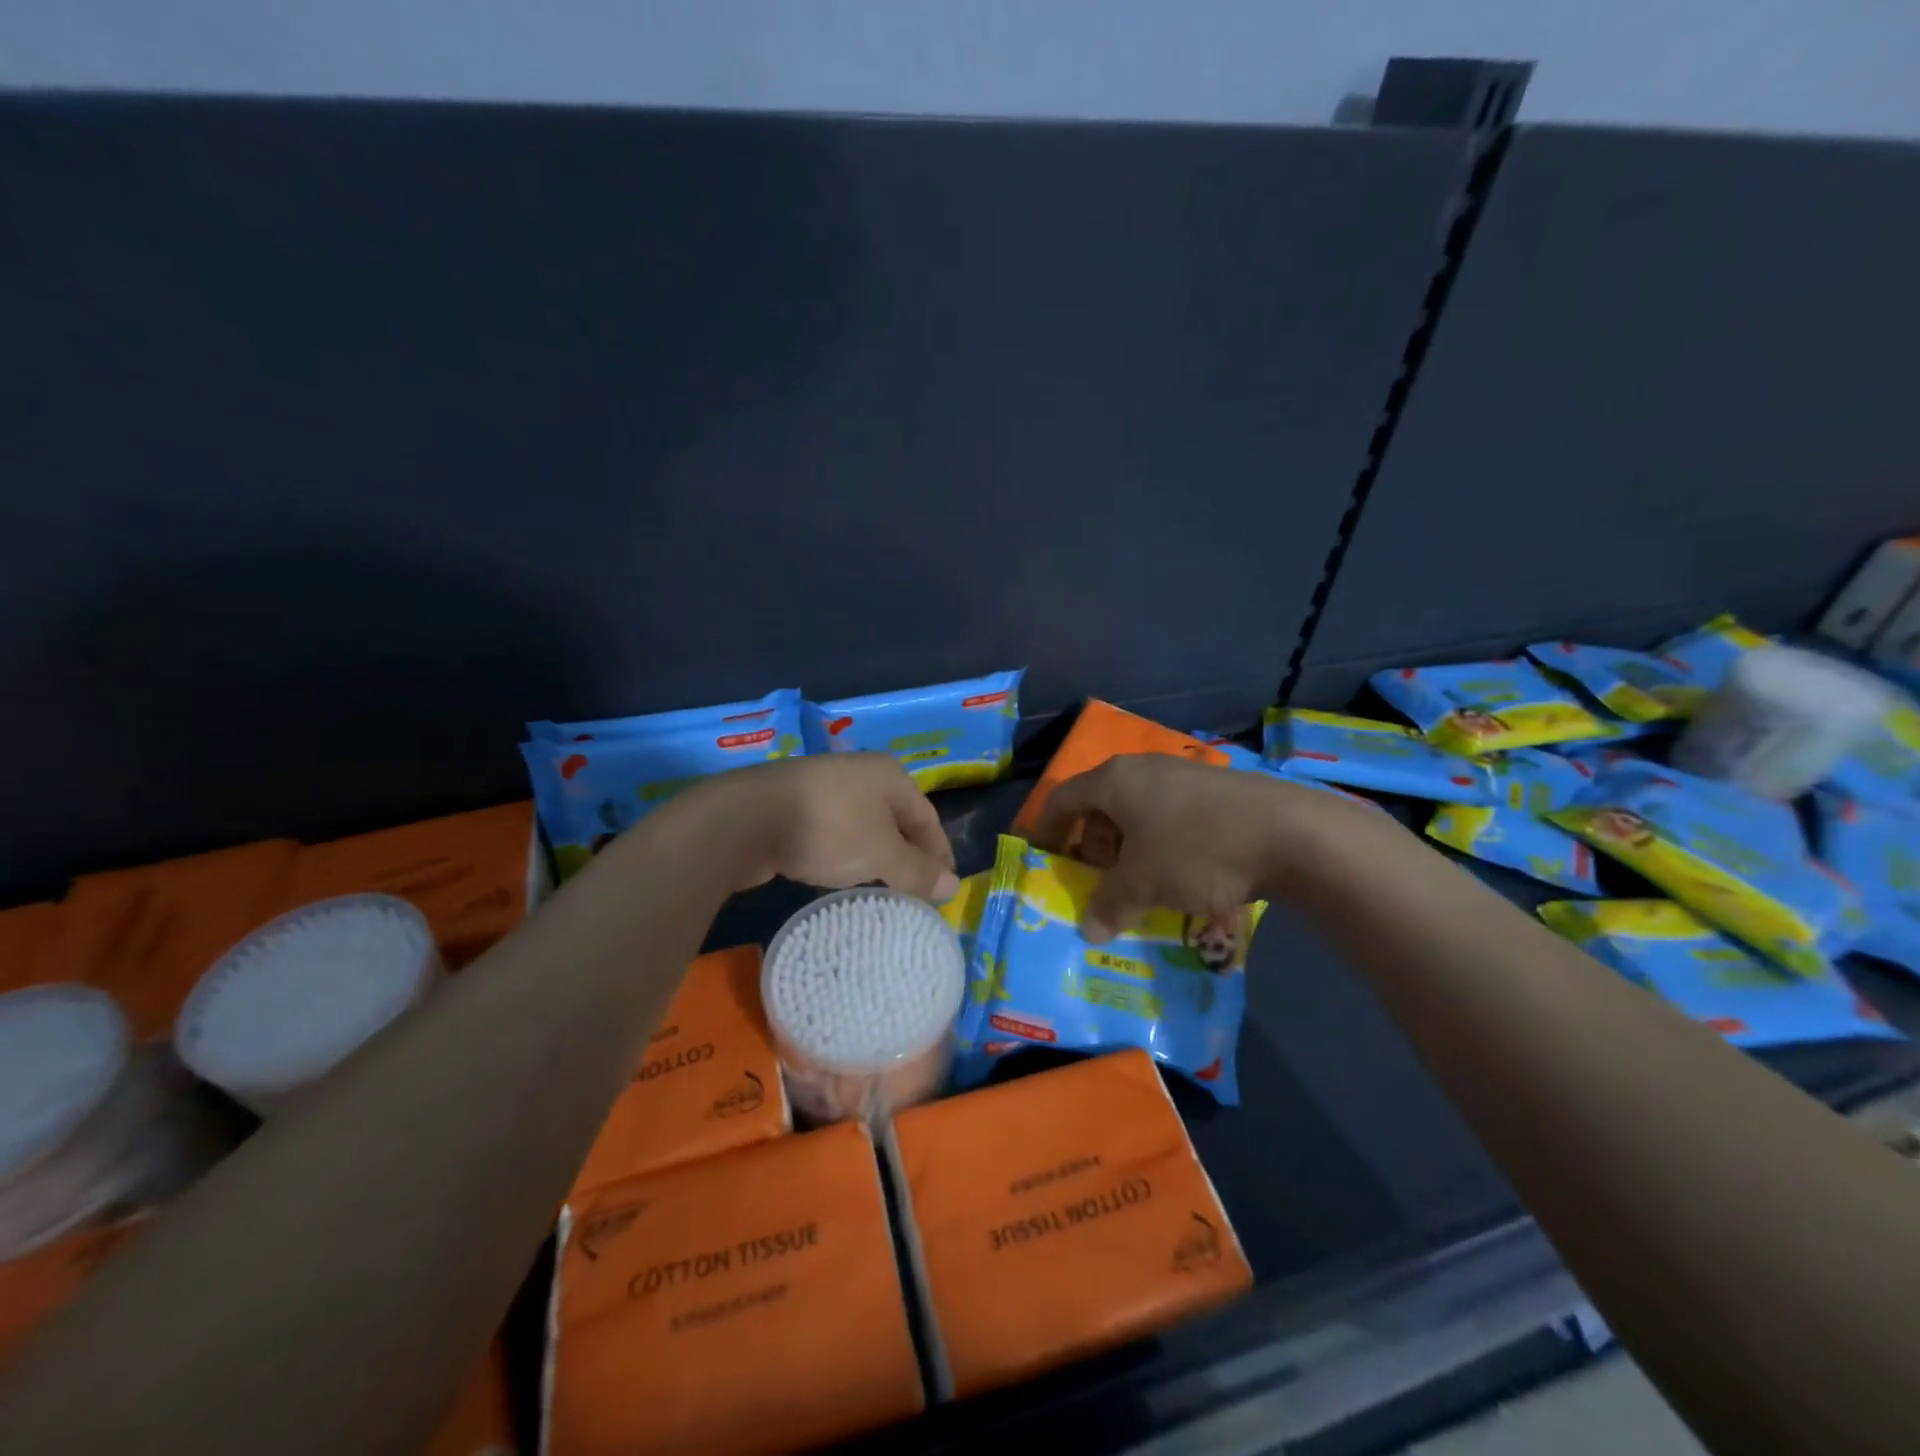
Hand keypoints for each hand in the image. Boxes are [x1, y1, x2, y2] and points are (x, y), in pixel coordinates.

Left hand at [681, 753, 959, 900]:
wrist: (748, 817)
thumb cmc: (830, 829)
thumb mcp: (881, 854)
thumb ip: (917, 871)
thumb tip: (954, 886)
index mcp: (891, 775)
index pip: (928, 819)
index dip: (940, 855)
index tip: (946, 890)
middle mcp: (862, 773)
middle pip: (897, 821)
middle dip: (908, 857)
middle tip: (916, 893)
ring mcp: (826, 786)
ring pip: (864, 827)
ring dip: (876, 857)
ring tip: (883, 889)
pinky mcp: (796, 804)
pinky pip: (835, 833)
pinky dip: (845, 855)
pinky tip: (841, 877)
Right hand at [1029, 753, 1354, 940]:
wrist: (1290, 832)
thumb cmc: (1197, 850)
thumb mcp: (1143, 883)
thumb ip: (1108, 904)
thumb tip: (1088, 930)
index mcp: (1114, 780)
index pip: (1062, 799)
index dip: (1047, 830)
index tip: (1043, 860)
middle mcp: (1143, 769)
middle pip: (1100, 806)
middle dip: (1092, 847)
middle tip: (1097, 883)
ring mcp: (1182, 776)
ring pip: (1137, 813)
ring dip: (1129, 850)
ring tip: (1140, 886)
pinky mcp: (1215, 791)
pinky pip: (1170, 817)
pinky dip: (1161, 845)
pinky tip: (1180, 877)